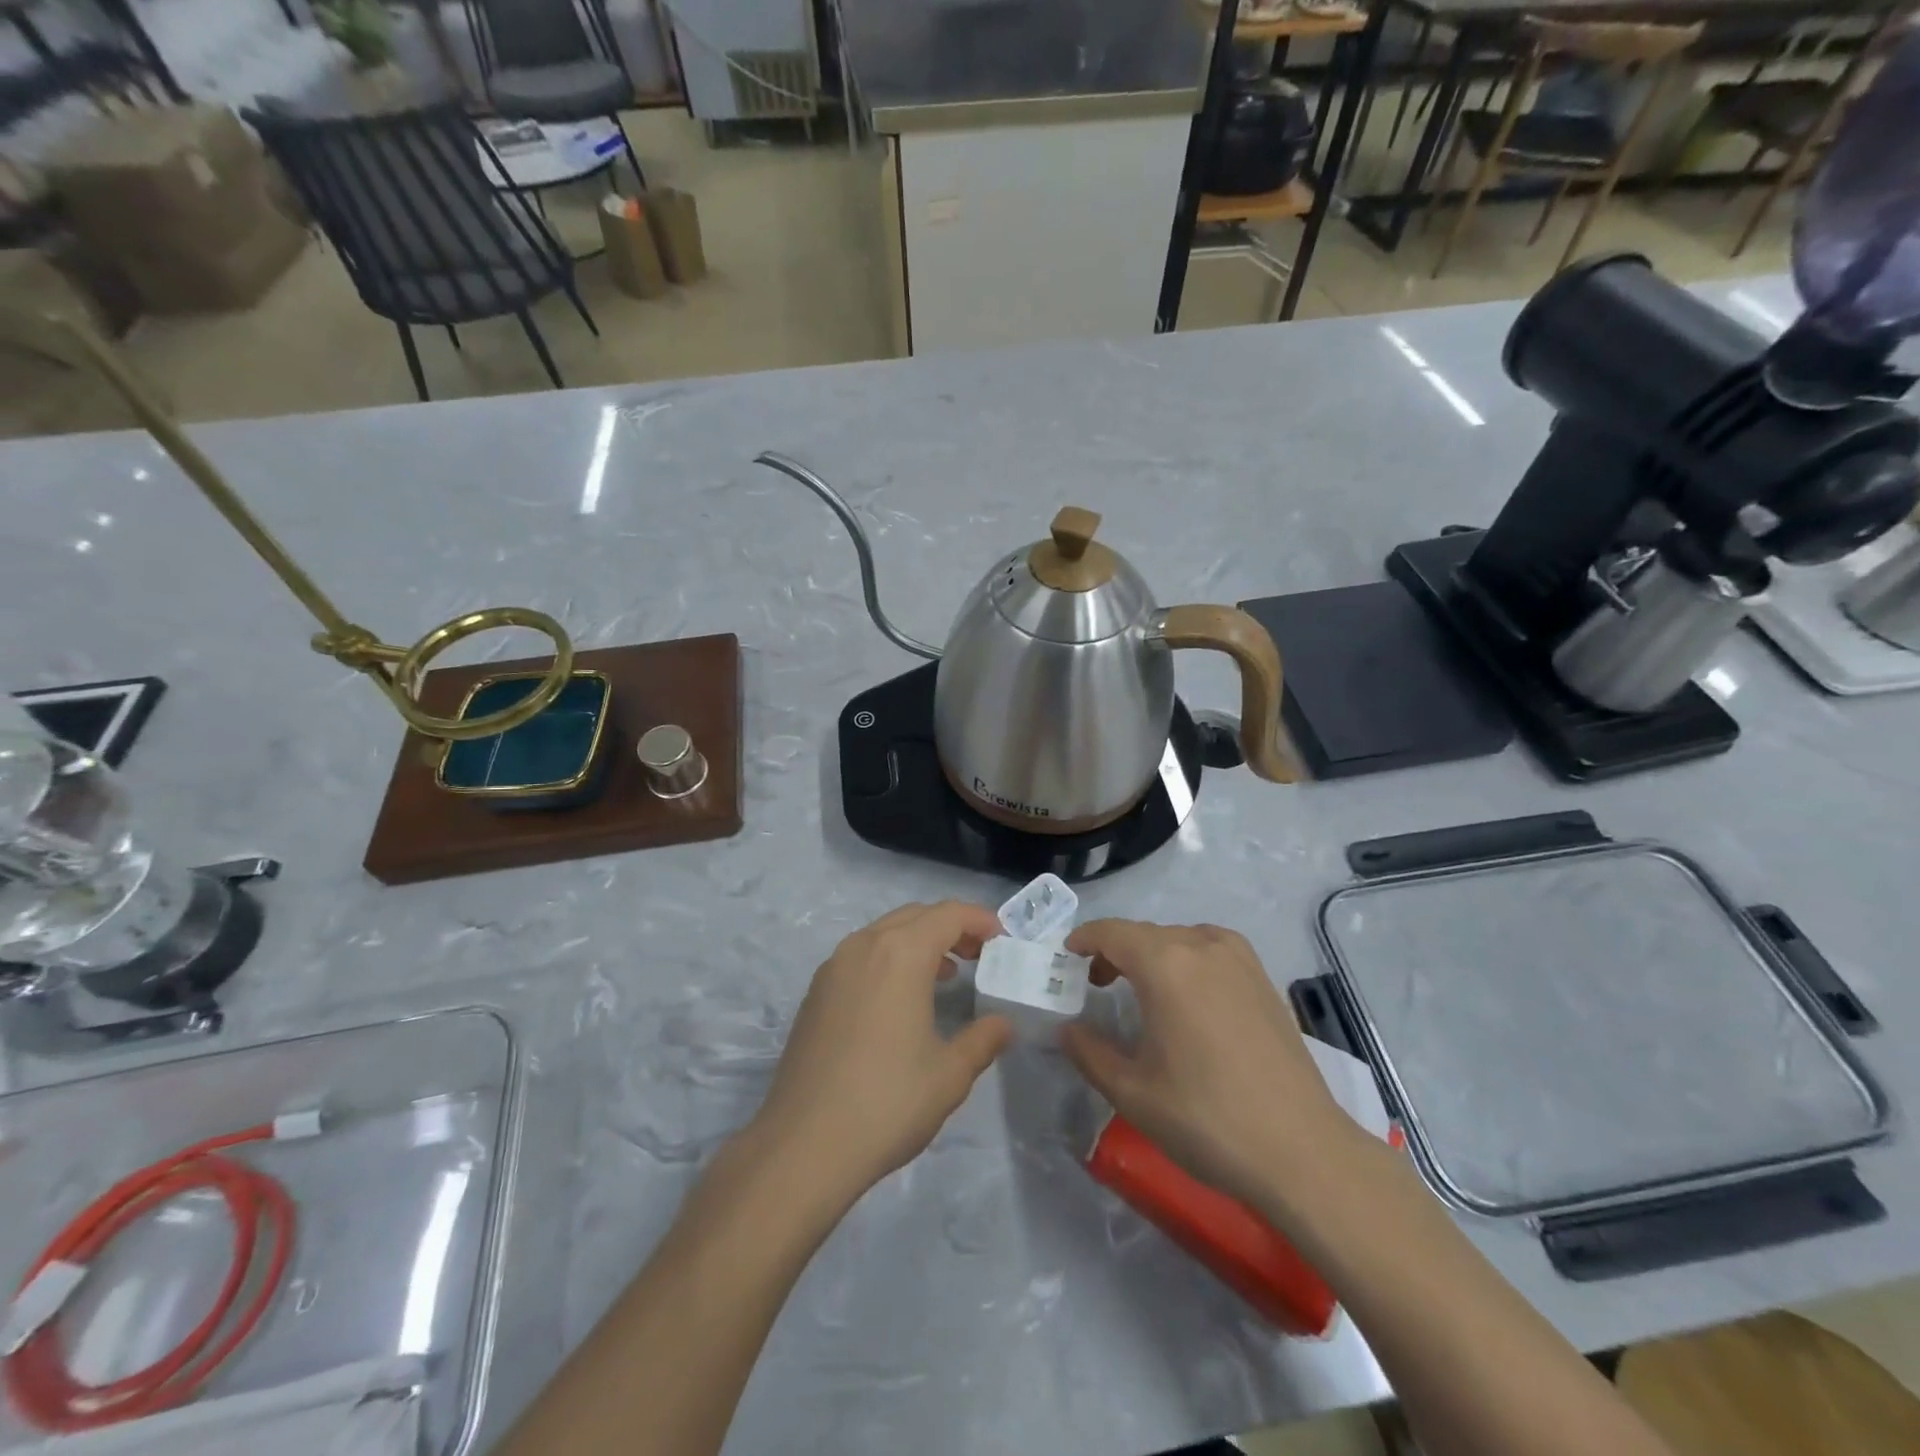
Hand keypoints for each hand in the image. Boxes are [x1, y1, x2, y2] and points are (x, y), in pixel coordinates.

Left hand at [751, 902, 1012, 1200]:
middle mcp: (864, 946)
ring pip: (884, 933)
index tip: (1002, 939)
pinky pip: (862, 956)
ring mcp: (834, 967)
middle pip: (915, 916)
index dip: (979, 920)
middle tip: (979, 956)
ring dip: (918, 942)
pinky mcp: (816, 992)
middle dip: (951, 928)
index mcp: (901, 953)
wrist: (804, 1144)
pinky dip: (890, 959)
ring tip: (945, 975)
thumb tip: (1002, 1024)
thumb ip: (983, 1039)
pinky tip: (901, 999)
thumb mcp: (950, 1074)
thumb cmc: (888, 1102)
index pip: (948, 914)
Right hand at [1059, 920, 1359, 1210]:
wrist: (1302, 1152)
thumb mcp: (1132, 1092)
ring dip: (1152, 954)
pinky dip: (1187, 959)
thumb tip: (1067, 1029)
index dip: (1084, 939)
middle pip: (1145, 934)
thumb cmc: (1206, 1119)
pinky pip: (1212, 950)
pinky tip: (1189, 995)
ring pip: (1180, 939)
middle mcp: (1202, 946)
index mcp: (1165, 964)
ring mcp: (1240, 960)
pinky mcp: (1264, 980)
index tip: (1066, 955)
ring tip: (1140, 989)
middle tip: (1095, 984)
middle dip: (1115, 951)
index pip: (1112, 932)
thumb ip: (1089, 1052)